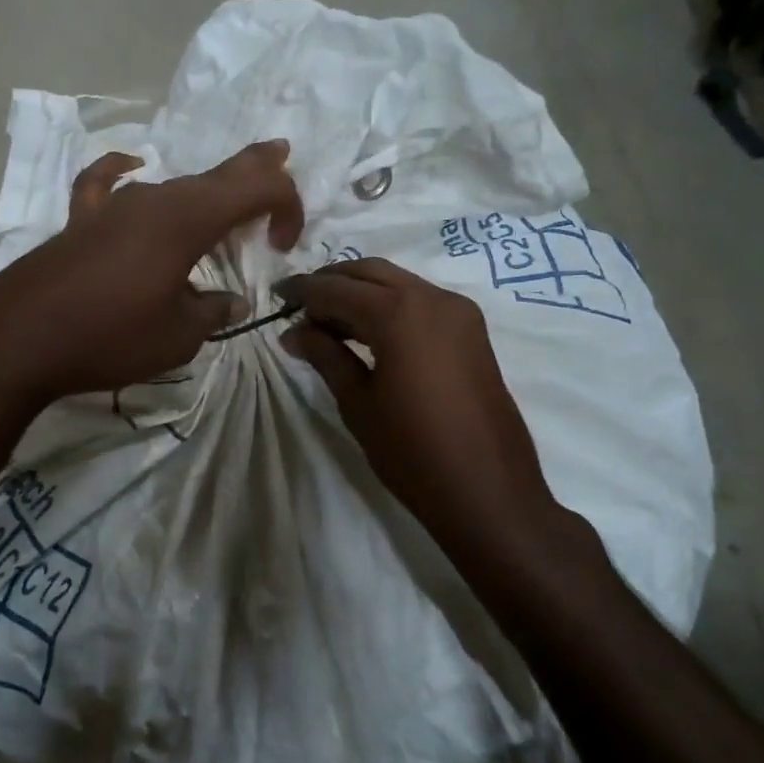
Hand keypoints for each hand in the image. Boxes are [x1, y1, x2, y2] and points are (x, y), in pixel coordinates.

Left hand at [0, 140, 303, 406]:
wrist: (19, 339)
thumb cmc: (110, 337)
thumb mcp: (179, 336)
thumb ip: (214, 311)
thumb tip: (232, 302)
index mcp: (188, 219)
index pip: (256, 188)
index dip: (285, 204)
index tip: (283, 245)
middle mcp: (154, 198)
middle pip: (216, 174)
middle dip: (254, 170)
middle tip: (280, 155)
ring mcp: (113, 205)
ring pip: (172, 183)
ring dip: (204, 186)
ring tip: (222, 186)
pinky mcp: (81, 220)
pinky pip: (107, 182)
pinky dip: (123, 171)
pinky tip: (131, 164)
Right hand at [279, 259, 570, 549]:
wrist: (487, 490)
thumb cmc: (412, 451)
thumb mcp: (358, 402)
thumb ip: (326, 356)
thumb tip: (294, 332)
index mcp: (399, 313)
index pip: (337, 288)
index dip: (302, 290)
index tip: (276, 296)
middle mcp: (432, 298)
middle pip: (370, 273)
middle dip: (331, 282)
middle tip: (300, 306)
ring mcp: (458, 312)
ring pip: (397, 283)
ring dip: (360, 292)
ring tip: (326, 322)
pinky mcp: (471, 331)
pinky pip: (420, 301)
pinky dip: (389, 305)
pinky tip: (366, 331)